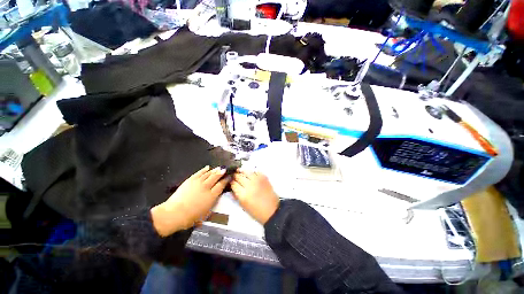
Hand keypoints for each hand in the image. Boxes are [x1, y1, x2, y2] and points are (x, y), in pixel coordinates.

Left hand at [151, 166, 228, 235]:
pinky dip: (204, 170)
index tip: (229, 176)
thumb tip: (215, 199)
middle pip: (216, 177)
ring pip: (208, 174)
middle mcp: (206, 187)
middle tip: (225, 169)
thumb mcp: (205, 214)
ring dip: (214, 170)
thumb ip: (212, 205)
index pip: (221, 185)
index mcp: (211, 196)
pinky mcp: (190, 180)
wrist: (174, 214)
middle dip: (221, 172)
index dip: (226, 180)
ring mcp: (198, 183)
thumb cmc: (190, 217)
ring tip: (218, 168)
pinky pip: (199, 173)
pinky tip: (207, 167)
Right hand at [231, 170, 279, 224]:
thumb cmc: (256, 211)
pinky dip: (252, 172)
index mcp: (243, 195)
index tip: (231, 182)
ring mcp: (257, 180)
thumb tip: (232, 188)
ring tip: (240, 172)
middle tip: (235, 176)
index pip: (233, 184)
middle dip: (235, 176)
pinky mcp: (264, 177)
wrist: (272, 210)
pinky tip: (251, 175)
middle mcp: (250, 185)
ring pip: (246, 171)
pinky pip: (255, 171)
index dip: (231, 182)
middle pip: (239, 176)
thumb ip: (236, 196)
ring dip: (242, 172)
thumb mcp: (243, 206)